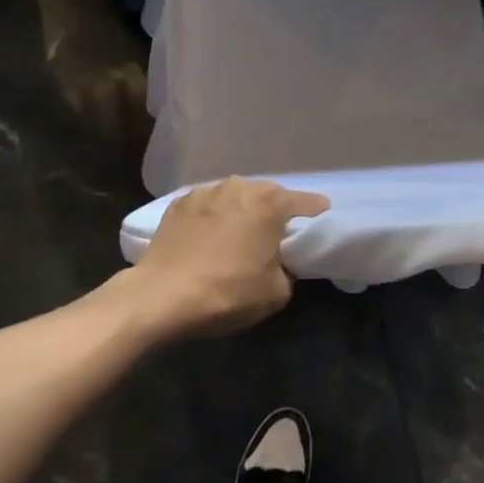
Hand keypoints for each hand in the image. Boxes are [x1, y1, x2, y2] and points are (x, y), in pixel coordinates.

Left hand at [124, 178, 329, 339]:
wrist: (161, 296)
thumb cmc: (227, 292)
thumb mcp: (276, 292)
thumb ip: (288, 269)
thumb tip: (280, 262)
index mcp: (271, 203)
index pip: (306, 201)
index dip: (316, 210)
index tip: (321, 215)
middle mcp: (241, 186)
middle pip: (268, 194)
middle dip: (275, 209)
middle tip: (276, 231)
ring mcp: (207, 191)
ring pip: (236, 196)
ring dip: (242, 210)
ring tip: (239, 231)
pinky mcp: (179, 203)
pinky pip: (208, 205)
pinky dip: (213, 216)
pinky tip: (208, 235)